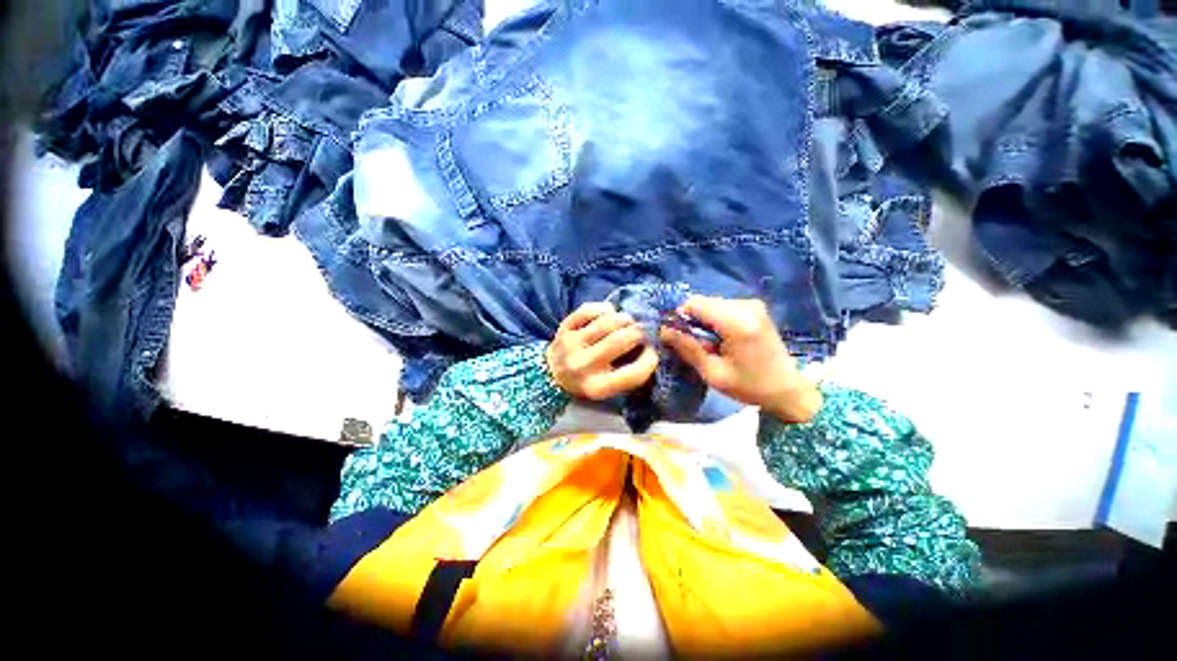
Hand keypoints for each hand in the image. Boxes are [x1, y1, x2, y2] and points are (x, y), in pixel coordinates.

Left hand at [546, 302, 658, 400]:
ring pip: (607, 322)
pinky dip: (604, 309)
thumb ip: (627, 372)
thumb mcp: (607, 387)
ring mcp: (571, 344)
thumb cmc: (587, 380)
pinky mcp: (564, 328)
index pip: (634, 374)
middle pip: (621, 340)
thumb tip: (650, 346)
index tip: (651, 351)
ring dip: (624, 318)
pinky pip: (589, 310)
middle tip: (641, 330)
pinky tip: (608, 313)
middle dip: (638, 332)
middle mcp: (583, 366)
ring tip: (627, 321)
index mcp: (597, 387)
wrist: (551, 373)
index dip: (650, 360)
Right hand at [660, 296, 820, 422]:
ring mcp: (753, 304)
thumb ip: (687, 348)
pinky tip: (721, 338)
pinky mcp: (755, 307)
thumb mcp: (713, 373)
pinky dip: (714, 319)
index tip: (677, 336)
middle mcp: (746, 306)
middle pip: (703, 302)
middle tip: (695, 344)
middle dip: (691, 320)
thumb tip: (663, 330)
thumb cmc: (749, 386)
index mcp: (737, 322)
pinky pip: (723, 306)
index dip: (679, 316)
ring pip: (711, 303)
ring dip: (703, 320)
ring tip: (710, 344)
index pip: (695, 304)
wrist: (787, 389)